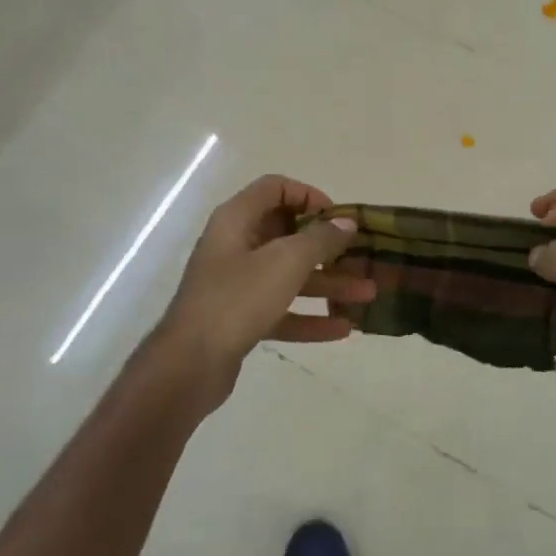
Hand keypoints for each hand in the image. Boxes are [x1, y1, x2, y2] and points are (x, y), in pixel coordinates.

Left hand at [157, 175, 374, 403]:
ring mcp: (235, 284)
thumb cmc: (237, 298)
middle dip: (328, 248)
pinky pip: (281, 310)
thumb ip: (320, 240)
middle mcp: (235, 245)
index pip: (275, 189)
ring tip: (367, 294)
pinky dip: (309, 317)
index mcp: (237, 219)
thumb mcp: (286, 262)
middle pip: (287, 234)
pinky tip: (343, 330)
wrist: (189, 365)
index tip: (338, 218)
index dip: (309, 196)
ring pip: (289, 275)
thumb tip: (346, 224)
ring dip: (328, 283)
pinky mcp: (239, 319)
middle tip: (361, 257)